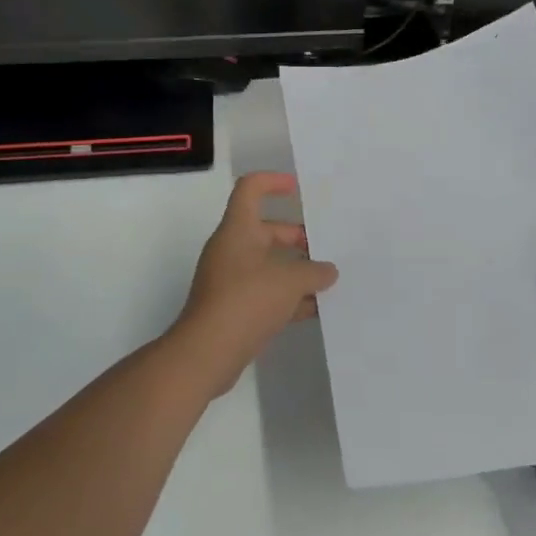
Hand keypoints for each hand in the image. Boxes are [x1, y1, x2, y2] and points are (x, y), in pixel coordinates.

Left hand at [170, 173, 338, 394]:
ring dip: (296, 270)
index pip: (251, 189)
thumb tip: (328, 271)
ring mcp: (231, 279)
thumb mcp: (289, 281)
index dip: (273, 182)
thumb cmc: (246, 300)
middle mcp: (232, 249)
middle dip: (297, 236)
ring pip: (269, 264)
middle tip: (326, 246)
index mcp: (238, 229)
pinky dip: (289, 297)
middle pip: (266, 230)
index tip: (298, 189)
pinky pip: (266, 292)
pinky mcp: (235, 308)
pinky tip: (316, 309)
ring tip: (329, 279)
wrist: (206, 353)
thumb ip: (314, 272)